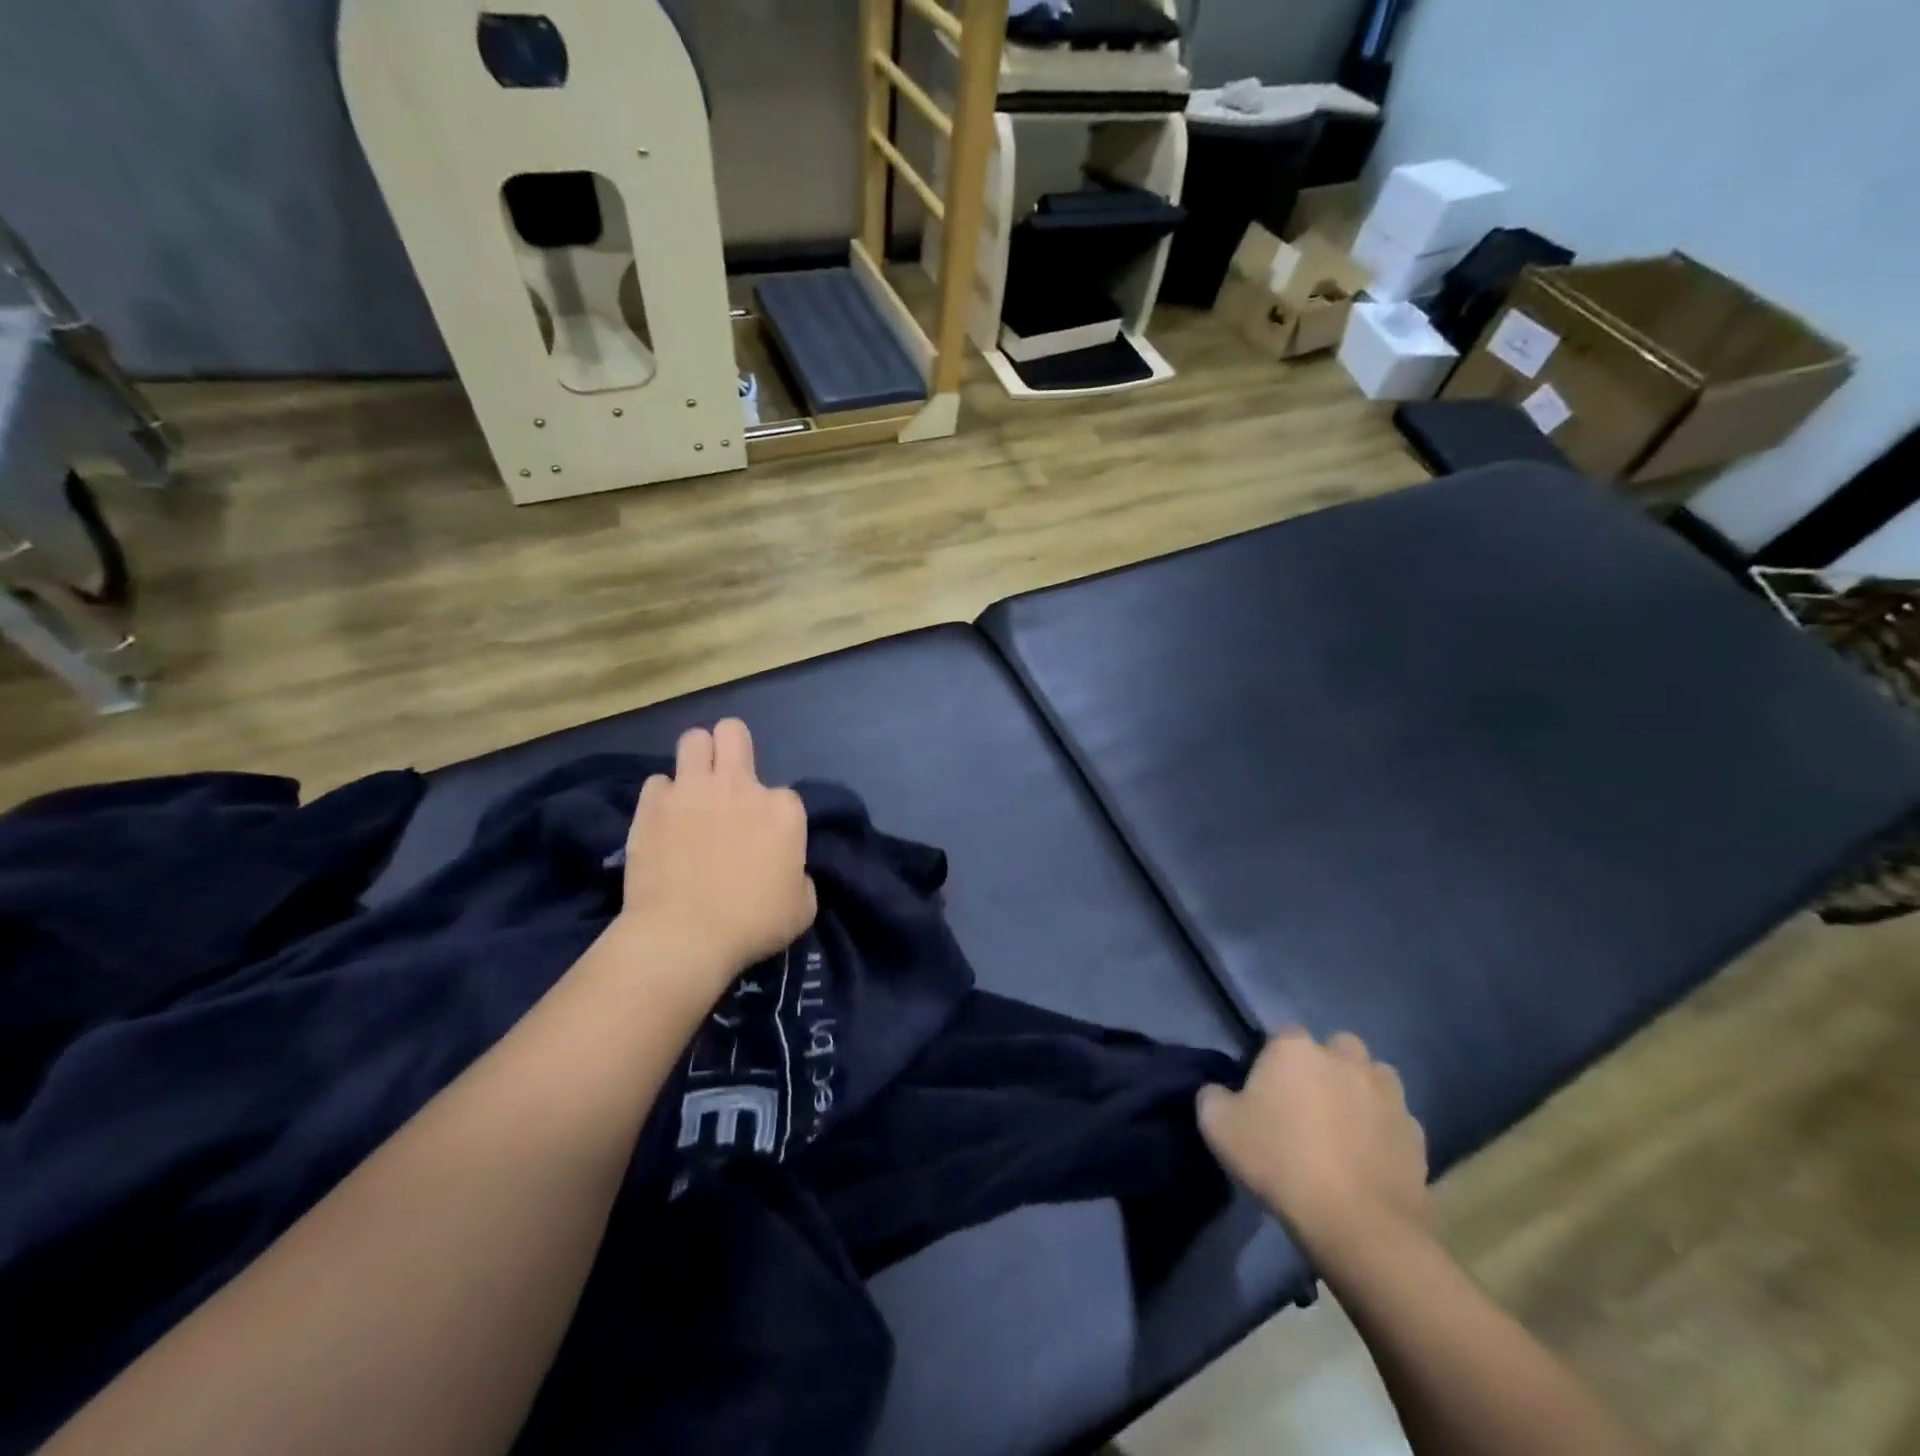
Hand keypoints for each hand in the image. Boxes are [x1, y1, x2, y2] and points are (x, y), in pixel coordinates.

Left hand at [618, 720, 816, 993]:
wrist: (684, 936)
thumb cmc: (753, 924)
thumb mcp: (802, 907)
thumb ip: (800, 877)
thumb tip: (788, 870)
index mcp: (783, 809)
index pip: (785, 795)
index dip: (775, 817)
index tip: (766, 842)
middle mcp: (739, 786)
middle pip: (733, 733)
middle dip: (732, 747)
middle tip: (728, 778)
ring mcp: (692, 790)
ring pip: (693, 740)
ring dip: (697, 758)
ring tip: (694, 786)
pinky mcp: (652, 804)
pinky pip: (658, 782)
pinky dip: (663, 797)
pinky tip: (664, 819)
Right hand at [1198, 1029, 1431, 1269]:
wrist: (1358, 1224)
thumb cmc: (1280, 1162)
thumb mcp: (1218, 1127)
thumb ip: (1212, 1097)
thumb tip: (1219, 1092)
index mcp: (1295, 1049)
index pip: (1282, 1035)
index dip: (1273, 1061)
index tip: (1265, 1092)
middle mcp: (1344, 1058)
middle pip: (1336, 1047)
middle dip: (1326, 1066)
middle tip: (1309, 1104)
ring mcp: (1386, 1094)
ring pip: (1374, 1077)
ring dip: (1361, 1091)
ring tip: (1344, 1127)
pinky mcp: (1415, 1133)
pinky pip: (1396, 1119)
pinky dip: (1384, 1130)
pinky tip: (1369, 1158)